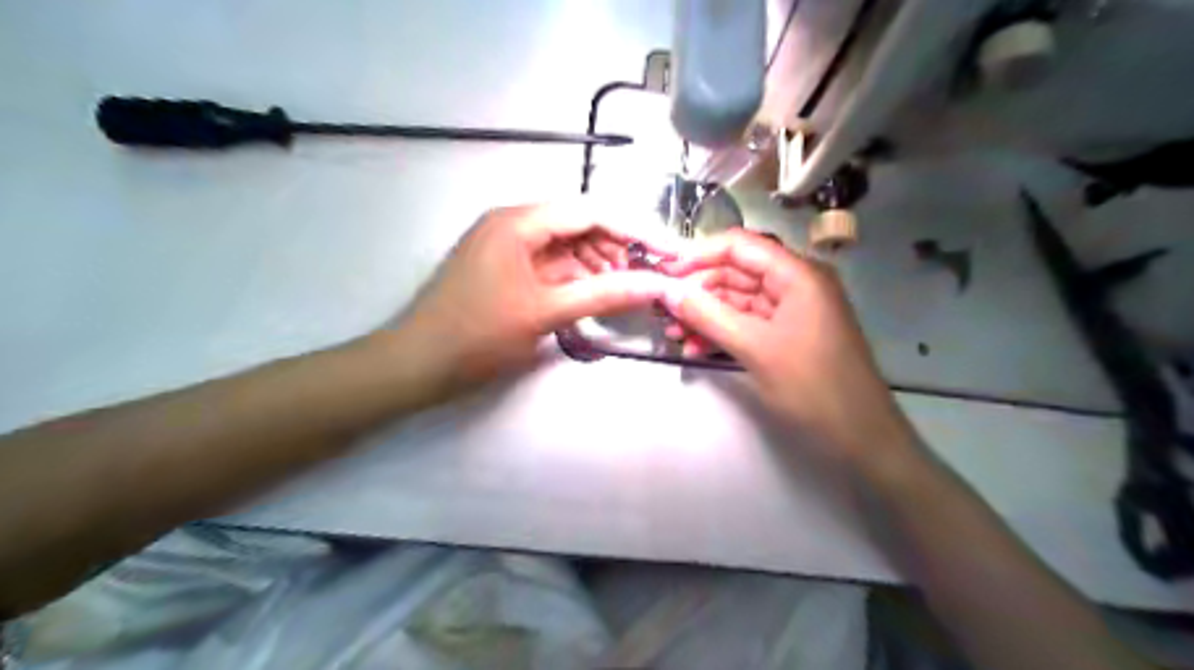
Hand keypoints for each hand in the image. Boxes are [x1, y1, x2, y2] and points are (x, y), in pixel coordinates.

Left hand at [394, 202, 680, 399]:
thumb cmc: (478, 335)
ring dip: (597, 264)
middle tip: (646, 277)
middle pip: (579, 224)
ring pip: (566, 245)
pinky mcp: (505, 267)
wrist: (416, 364)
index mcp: (519, 222)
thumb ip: (605, 295)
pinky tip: (594, 294)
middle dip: (616, 248)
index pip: (590, 212)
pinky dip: (575, 277)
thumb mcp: (546, 313)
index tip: (668, 252)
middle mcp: (513, 223)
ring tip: (624, 289)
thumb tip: (658, 284)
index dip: (635, 229)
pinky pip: (550, 264)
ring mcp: (507, 245)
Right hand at [662, 227, 914, 458]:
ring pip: (737, 300)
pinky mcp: (786, 333)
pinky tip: (696, 347)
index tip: (664, 273)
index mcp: (797, 274)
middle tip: (663, 310)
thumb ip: (707, 315)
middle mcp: (794, 283)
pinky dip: (721, 332)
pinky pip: (747, 322)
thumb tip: (666, 291)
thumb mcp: (755, 348)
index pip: (739, 245)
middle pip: (736, 272)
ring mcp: (791, 309)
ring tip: (673, 333)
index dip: (699, 255)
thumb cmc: (813, 386)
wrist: (860, 435)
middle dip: (698, 291)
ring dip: (705, 315)